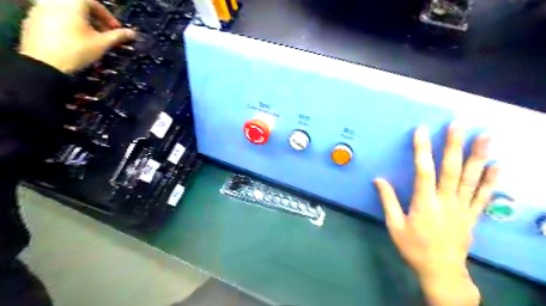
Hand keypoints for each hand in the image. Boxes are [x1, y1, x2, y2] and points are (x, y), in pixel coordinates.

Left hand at [19, 0, 135, 72]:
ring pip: (66, 12)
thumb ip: (118, 36)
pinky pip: (54, 18)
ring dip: (81, 22)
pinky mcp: (32, 19)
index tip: (116, 30)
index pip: (95, 3)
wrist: (44, 63)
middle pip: (79, 6)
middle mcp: (54, 1)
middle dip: (95, 19)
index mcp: (72, 3)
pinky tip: (73, 40)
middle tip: (104, 35)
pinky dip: (67, 25)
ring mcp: (39, 9)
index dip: (108, 17)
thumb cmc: (77, 50)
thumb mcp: (102, 43)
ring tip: (90, 38)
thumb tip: (133, 33)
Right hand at [376, 123, 498, 304]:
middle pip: (451, 169)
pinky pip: (484, 196)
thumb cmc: (414, 247)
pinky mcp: (473, 216)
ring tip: (486, 137)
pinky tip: (498, 166)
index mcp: (424, 203)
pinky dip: (492, 181)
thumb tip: (379, 179)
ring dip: (479, 156)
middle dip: (454, 145)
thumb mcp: (394, 225)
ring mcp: (463, 208)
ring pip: (472, 179)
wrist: (441, 271)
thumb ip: (388, 201)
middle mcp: (446, 201)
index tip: (421, 131)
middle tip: (459, 125)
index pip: (423, 171)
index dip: (422, 150)